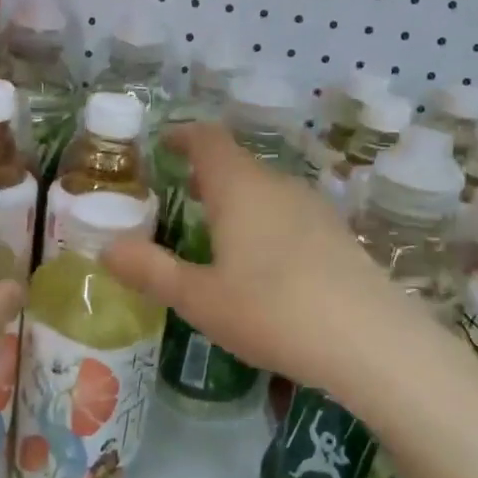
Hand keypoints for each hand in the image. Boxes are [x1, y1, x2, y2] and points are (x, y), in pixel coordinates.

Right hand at [103, 123, 400, 397]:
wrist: (370, 342)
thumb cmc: (271, 312)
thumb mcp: (199, 298)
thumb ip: (151, 271)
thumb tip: (106, 249)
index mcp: (240, 189)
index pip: (208, 140)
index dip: (184, 136)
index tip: (165, 144)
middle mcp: (280, 187)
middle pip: (239, 165)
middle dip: (208, 175)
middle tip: (182, 197)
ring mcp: (316, 210)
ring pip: (267, 192)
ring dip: (240, 202)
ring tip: (218, 233)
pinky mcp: (339, 237)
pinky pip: (291, 216)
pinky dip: (267, 224)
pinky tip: (265, 264)